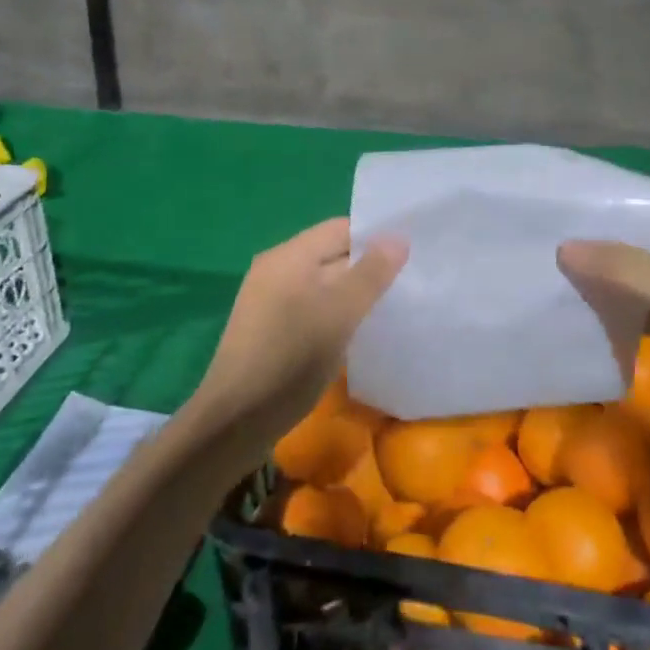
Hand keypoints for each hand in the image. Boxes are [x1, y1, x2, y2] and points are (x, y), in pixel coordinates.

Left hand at [189, 218, 406, 447]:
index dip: (375, 237)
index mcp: (289, 256)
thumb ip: (371, 274)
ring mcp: (270, 300)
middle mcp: (276, 269)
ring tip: (393, 307)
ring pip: (324, 284)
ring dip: (354, 294)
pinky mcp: (271, 328)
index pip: (340, 229)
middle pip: (331, 255)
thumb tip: (398, 238)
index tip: (412, 253)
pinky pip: (312, 307)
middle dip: (369, 267)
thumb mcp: (339, 314)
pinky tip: (359, 332)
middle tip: (411, 282)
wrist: (237, 420)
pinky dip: (336, 314)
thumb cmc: (291, 358)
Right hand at [558, 192, 649, 434]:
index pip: (645, 201)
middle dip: (601, 245)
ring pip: (647, 275)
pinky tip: (594, 315)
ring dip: (612, 280)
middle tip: (549, 246)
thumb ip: (619, 265)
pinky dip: (630, 310)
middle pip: (642, 238)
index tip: (559, 210)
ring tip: (560, 278)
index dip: (605, 204)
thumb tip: (564, 247)